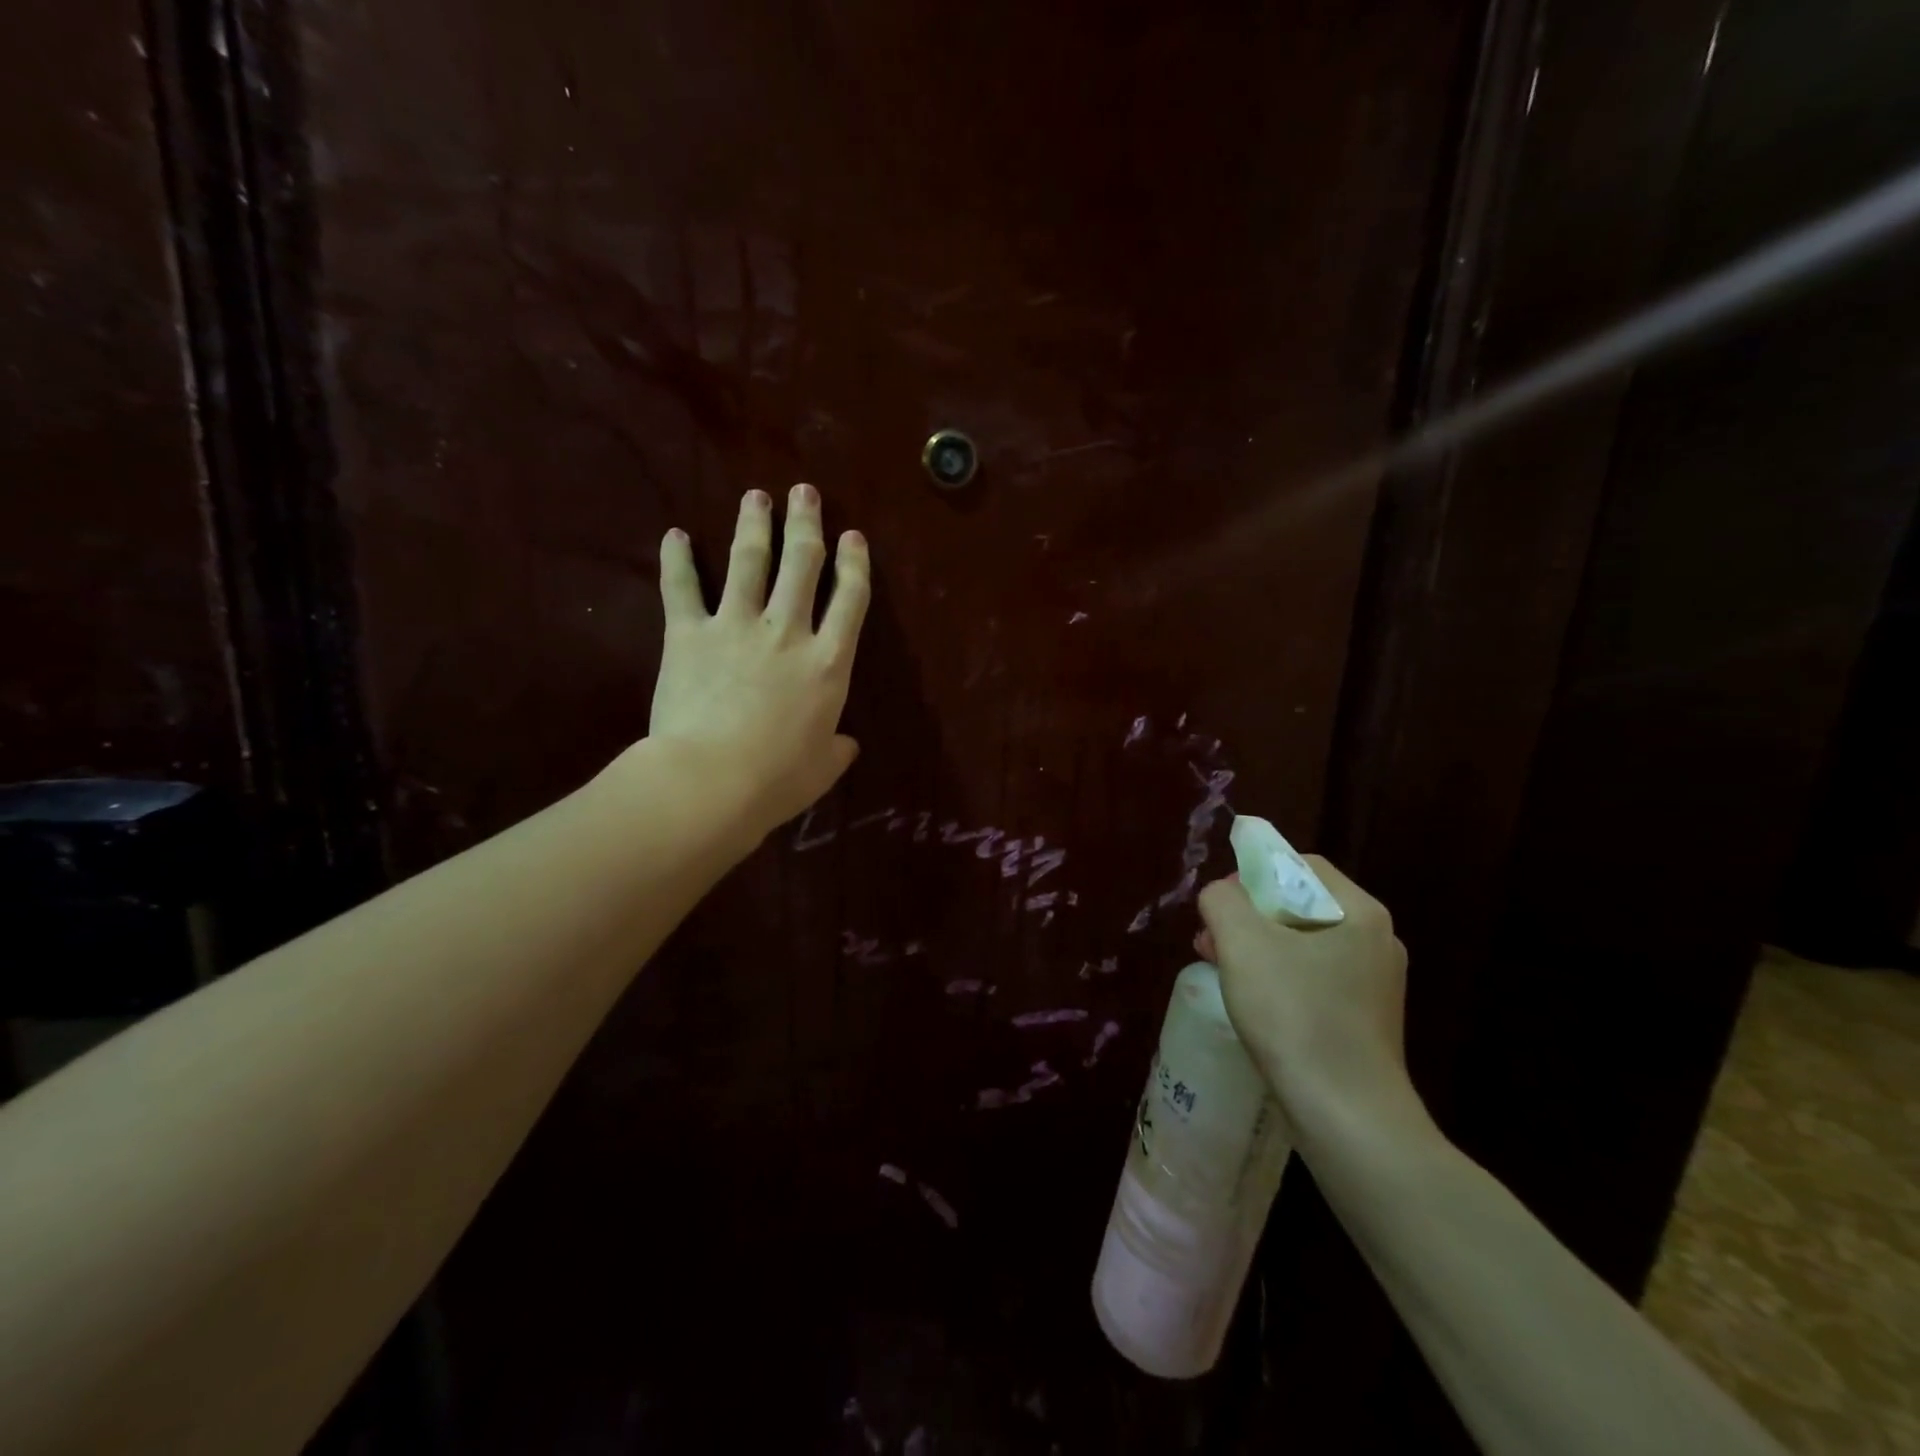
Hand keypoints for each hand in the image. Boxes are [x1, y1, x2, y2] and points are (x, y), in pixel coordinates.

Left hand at [646, 484, 870, 835]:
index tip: (853, 536)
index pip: (850, 599)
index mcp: (829, 662)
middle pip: (802, 563)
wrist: (711, 780)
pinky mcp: (689, 634)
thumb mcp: (823, 769)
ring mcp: (736, 626)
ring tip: (756, 496)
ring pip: (748, 561)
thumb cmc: (777, 779)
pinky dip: (677, 560)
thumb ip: (837, 749)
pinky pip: (682, 588)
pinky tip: (674, 534)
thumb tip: (845, 743)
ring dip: (754, 524)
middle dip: (806, 524)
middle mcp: (788, 631)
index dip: (855, 564)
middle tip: (804, 493)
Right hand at [1196, 858, 1417, 1143]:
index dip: (1253, 875)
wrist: (1348, 1118)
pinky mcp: (1365, 1021)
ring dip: (1257, 948)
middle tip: (1211, 941)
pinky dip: (1278, 980)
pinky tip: (1253, 1004)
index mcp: (1360, 912)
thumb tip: (1221, 895)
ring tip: (1221, 970)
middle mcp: (1376, 941)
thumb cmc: (1296, 1017)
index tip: (1221, 907)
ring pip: (1302, 944)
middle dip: (1248, 916)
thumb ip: (1222, 900)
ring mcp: (1375, 984)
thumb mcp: (1243, 943)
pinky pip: (1313, 980)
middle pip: (1299, 904)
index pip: (1301, 865)